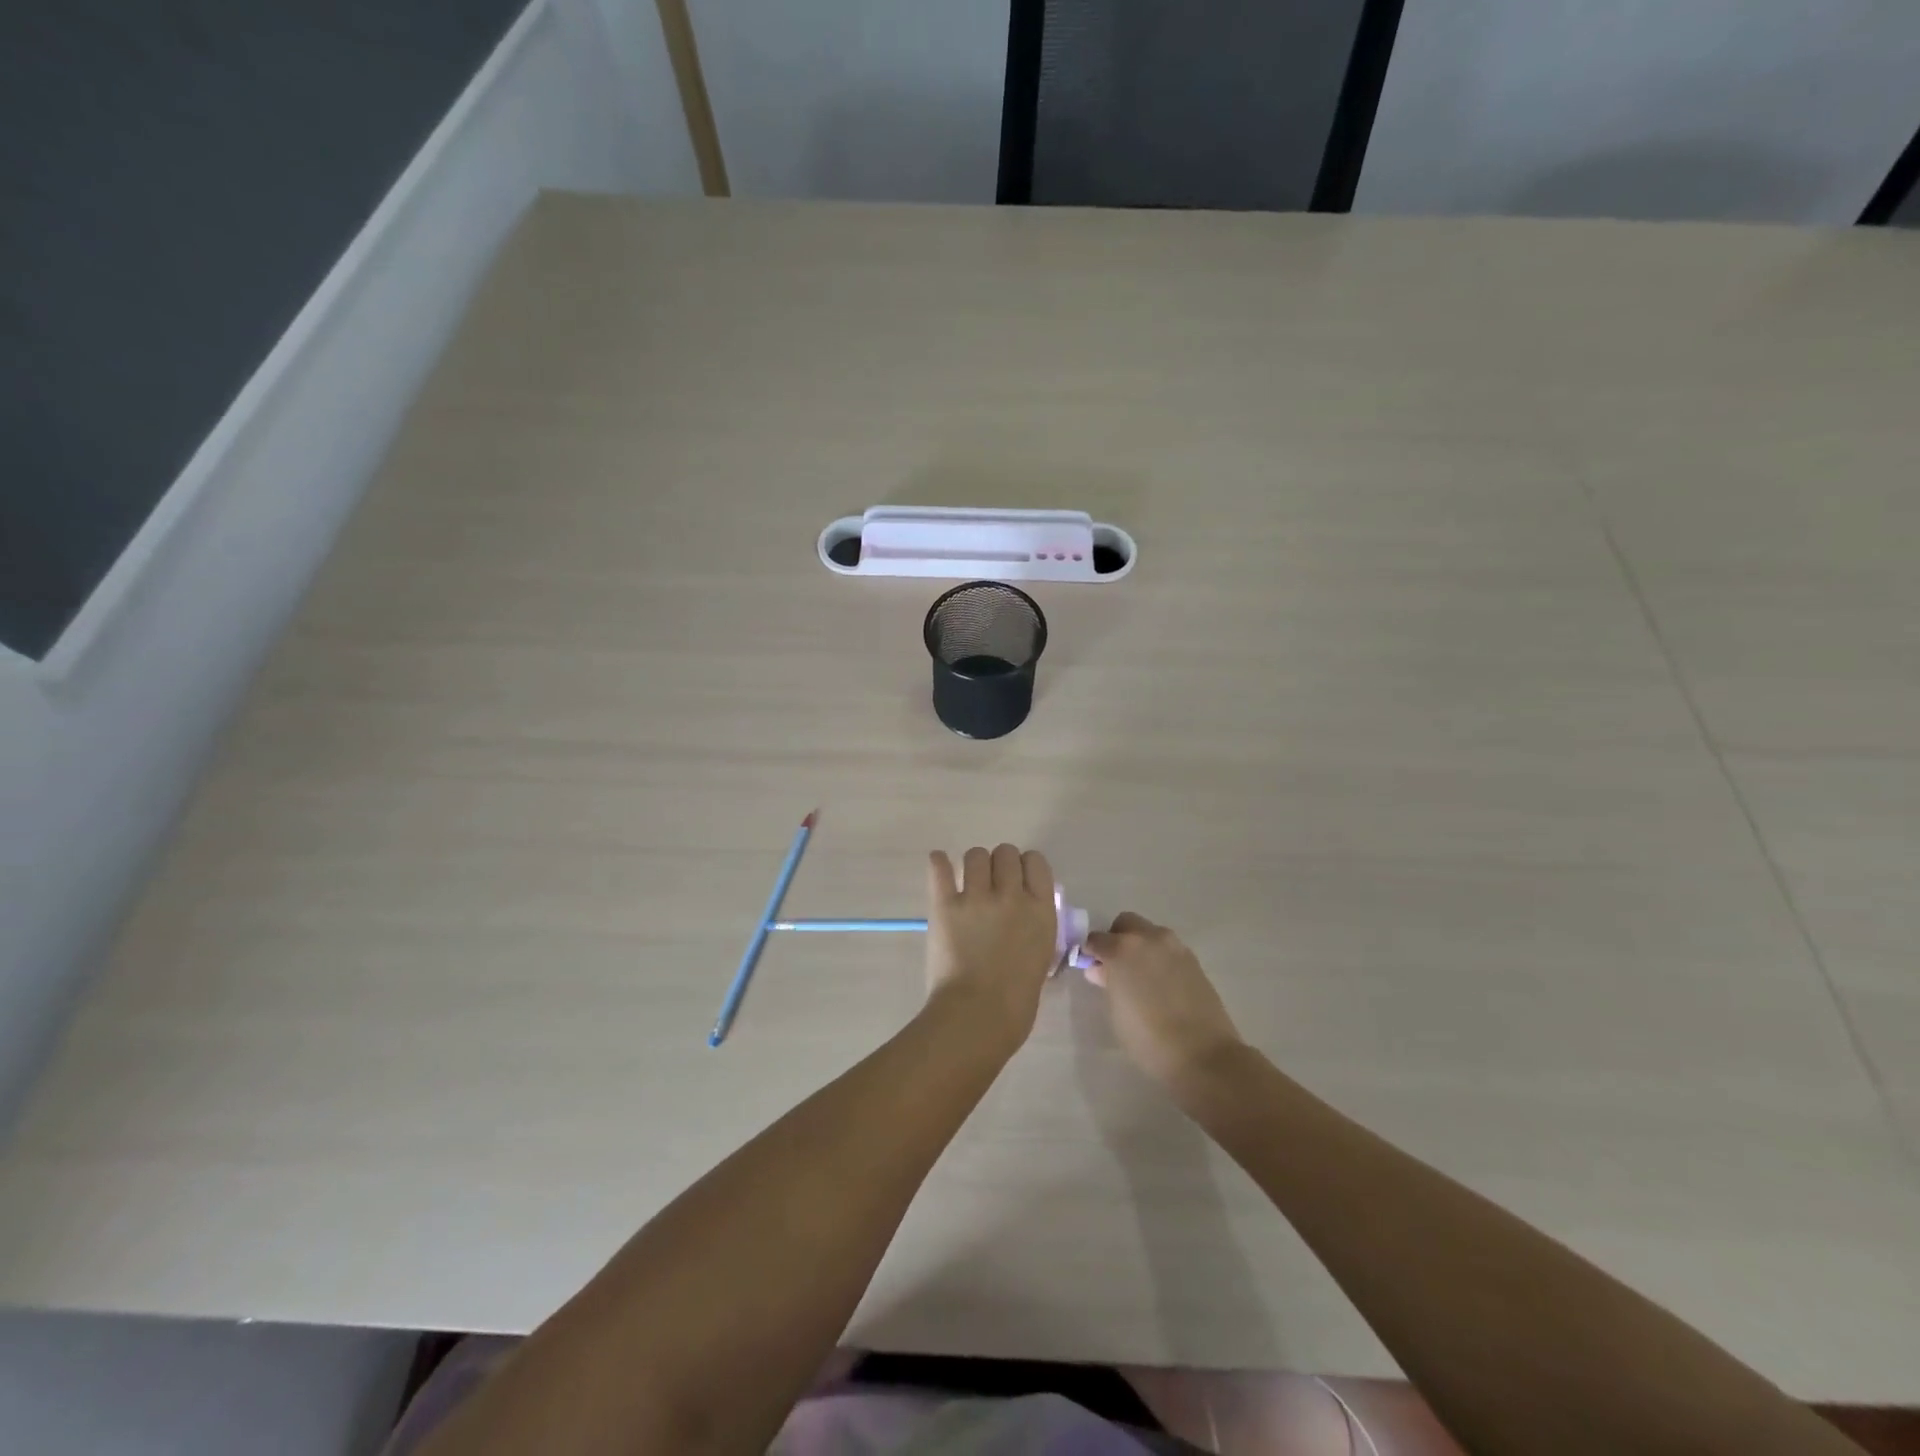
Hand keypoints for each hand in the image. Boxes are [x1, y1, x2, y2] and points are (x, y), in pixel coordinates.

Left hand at [925, 844, 1058, 1047]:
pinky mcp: (945, 906)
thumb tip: (1024, 919)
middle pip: (1006, 852)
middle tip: (992, 883)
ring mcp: (977, 898)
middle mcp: (1011, 895)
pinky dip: (939, 864)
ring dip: (973, 865)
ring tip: (968, 881)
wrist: (978, 1016)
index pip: (1036, 862)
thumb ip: (1034, 929)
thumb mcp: (1042, 958)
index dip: (1026, 866)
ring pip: (975, 855)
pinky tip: (939, 864)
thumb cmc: (1017, 1001)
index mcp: (1041, 910)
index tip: (1019, 878)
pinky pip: (940, 870)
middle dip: (999, 864)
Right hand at [1084, 913, 1244, 1090]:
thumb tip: (1100, 970)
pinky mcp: (1194, 960)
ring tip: (1140, 977)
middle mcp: (1149, 939)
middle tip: (1115, 967)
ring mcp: (1175, 947)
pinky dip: (1159, 958)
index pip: (1096, 939)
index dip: (1090, 953)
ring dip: (1140, 946)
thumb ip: (1107, 982)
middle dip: (1117, 939)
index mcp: (1122, 949)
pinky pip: (1168, 949)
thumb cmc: (1148, 1038)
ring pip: (1150, 934)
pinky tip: (1161, 984)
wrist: (1202, 1055)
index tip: (1091, 968)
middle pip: (1126, 923)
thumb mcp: (1116, 1011)